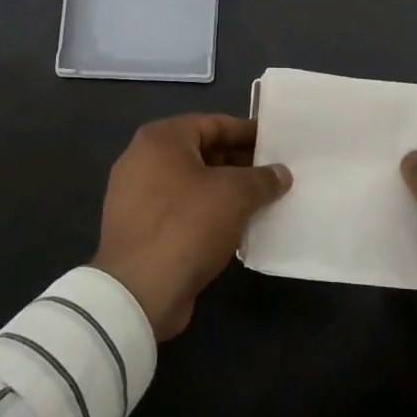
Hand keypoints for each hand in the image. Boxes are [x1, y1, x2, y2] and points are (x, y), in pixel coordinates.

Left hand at [94, 114, 292, 339]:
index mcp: (161, 139)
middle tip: (274, 176)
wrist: (139, 292)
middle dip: (239, 163)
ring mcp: (136, 196)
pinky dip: (207, 214)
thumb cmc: (187, 225)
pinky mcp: (140, 228)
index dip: (248, 132)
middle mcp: (143, 160)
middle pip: (202, 152)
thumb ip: (262, 178)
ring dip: (225, 191)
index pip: (214, 124)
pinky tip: (236, 228)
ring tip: (261, 202)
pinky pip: (182, 210)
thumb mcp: (235, 195)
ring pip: (193, 184)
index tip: (278, 144)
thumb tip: (280, 173)